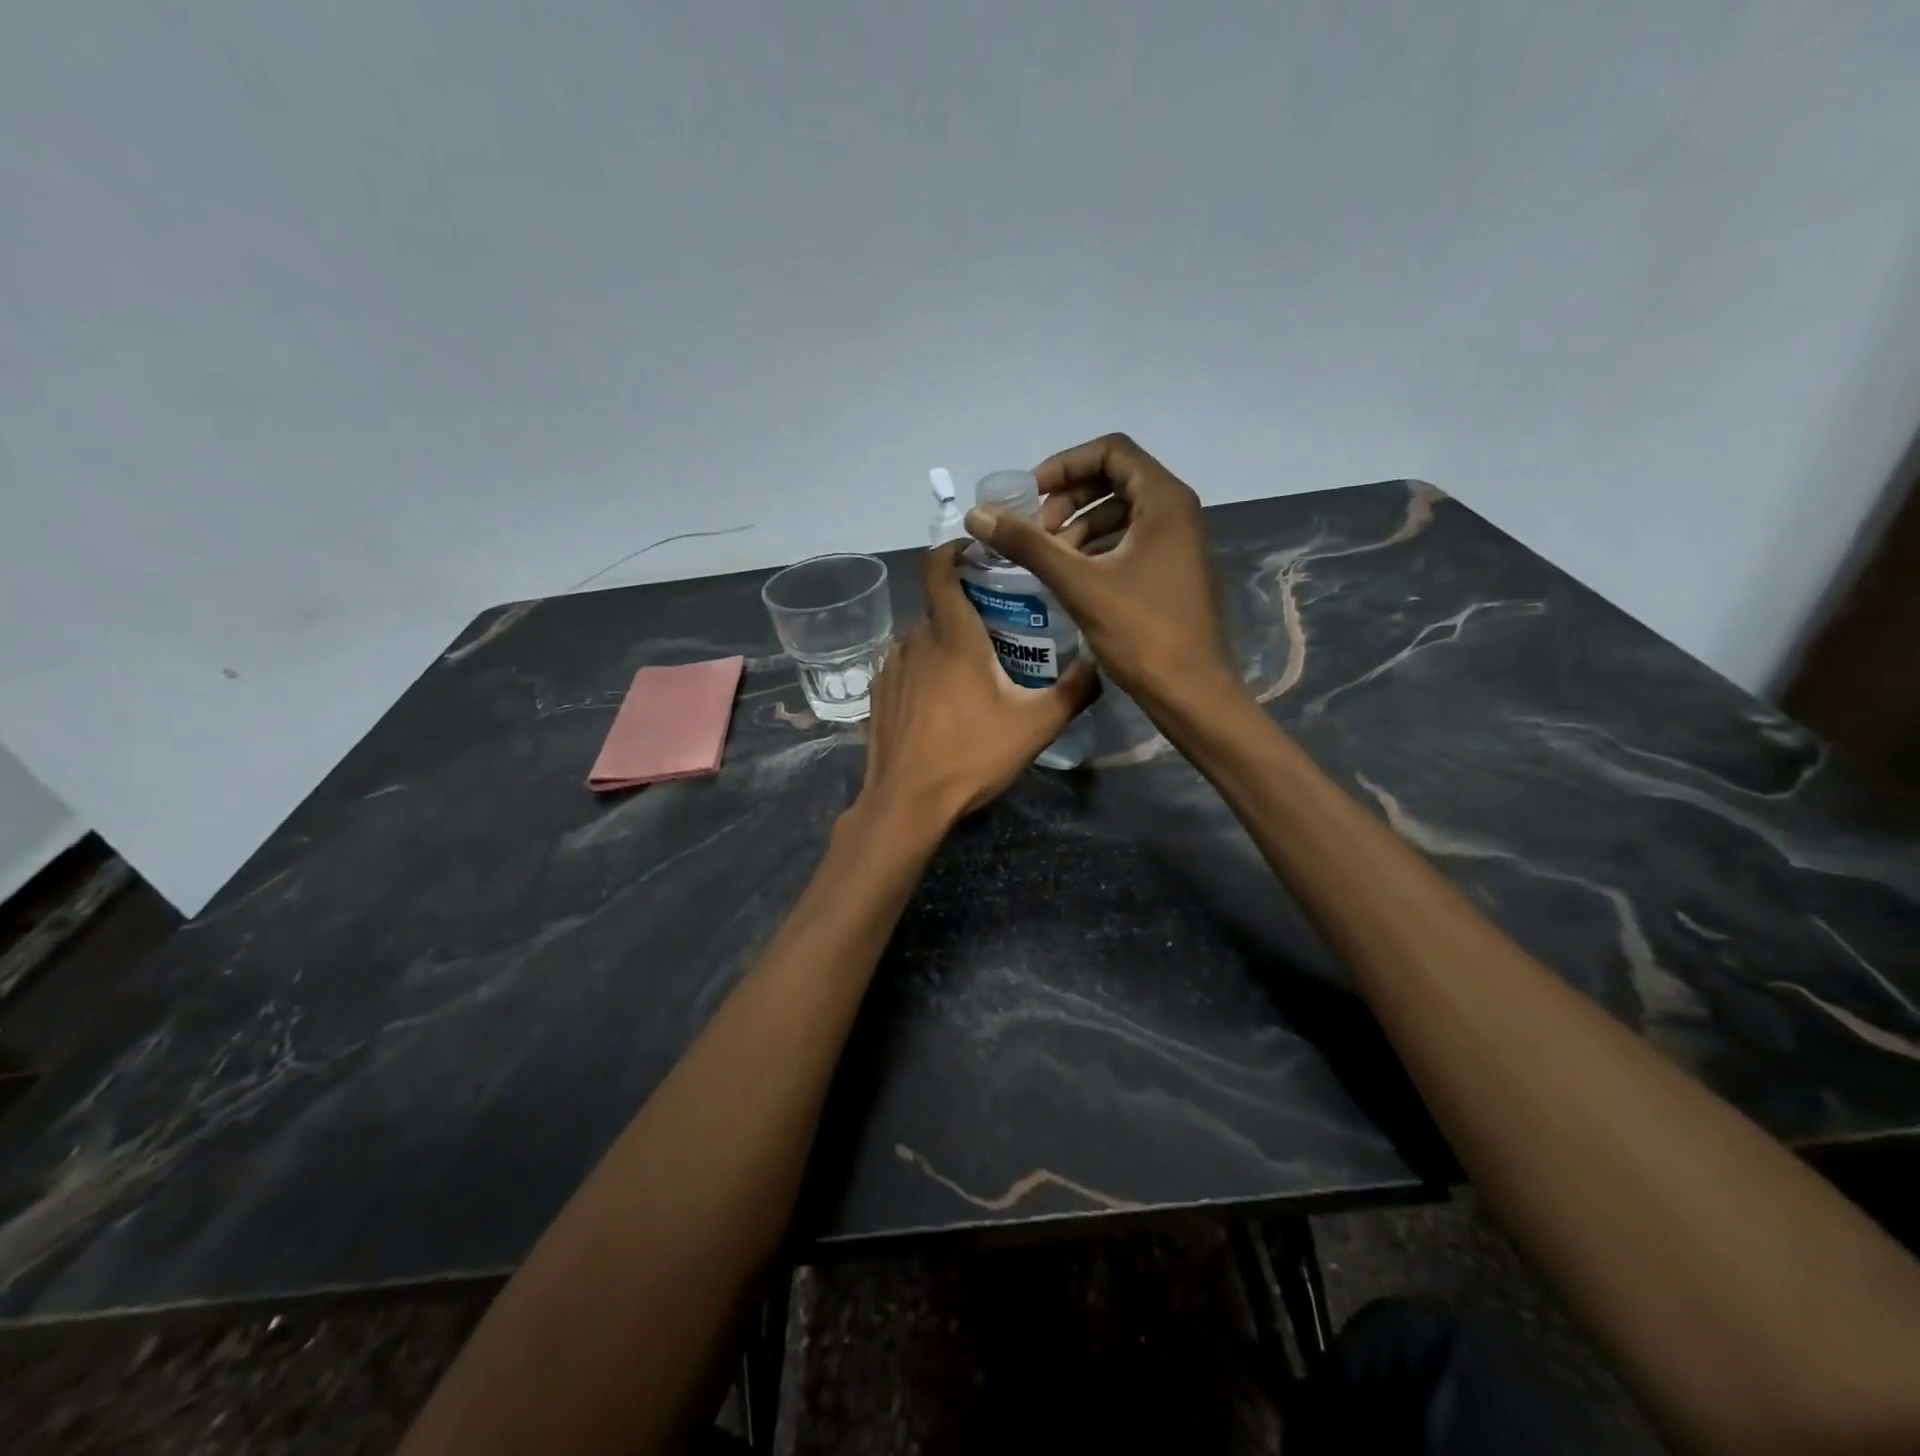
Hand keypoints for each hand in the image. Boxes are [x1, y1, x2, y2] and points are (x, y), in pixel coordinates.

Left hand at [856, 542, 1099, 826]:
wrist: (907, 802)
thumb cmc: (972, 755)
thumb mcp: (1035, 726)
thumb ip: (1074, 691)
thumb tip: (1098, 663)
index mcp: (953, 636)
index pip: (938, 568)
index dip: (953, 550)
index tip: (974, 552)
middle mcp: (915, 641)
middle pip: (938, 608)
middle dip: (966, 610)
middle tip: (998, 630)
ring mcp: (891, 668)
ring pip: (921, 640)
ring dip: (944, 644)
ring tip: (971, 672)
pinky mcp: (877, 695)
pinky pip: (905, 668)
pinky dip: (923, 671)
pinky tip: (941, 703)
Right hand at [963, 434, 1232, 708]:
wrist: (1190, 692)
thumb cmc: (1141, 632)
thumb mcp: (1079, 584)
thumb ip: (1028, 545)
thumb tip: (977, 515)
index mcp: (1164, 501)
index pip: (1111, 451)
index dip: (1065, 465)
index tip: (1031, 495)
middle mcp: (1177, 512)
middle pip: (1116, 479)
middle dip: (1069, 498)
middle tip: (1037, 532)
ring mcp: (1178, 543)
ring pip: (1121, 513)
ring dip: (1080, 526)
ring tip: (1049, 557)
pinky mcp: (1173, 571)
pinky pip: (1130, 541)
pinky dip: (1097, 549)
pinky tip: (1071, 577)